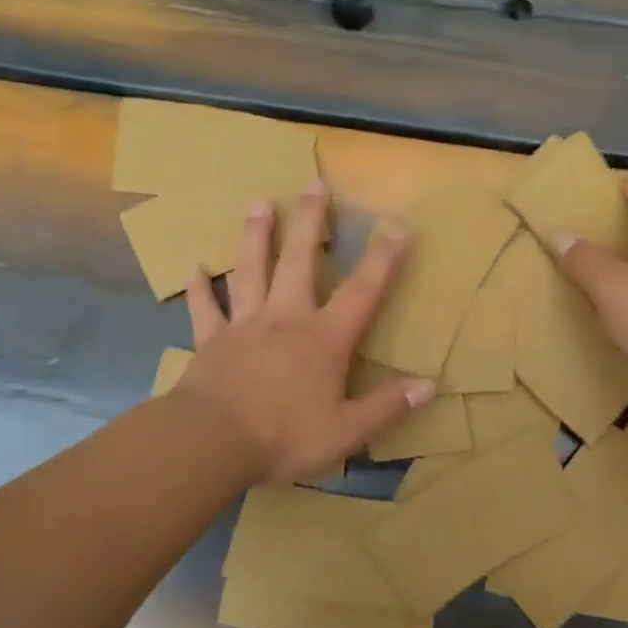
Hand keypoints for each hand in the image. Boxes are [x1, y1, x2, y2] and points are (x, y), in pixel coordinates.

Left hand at [174, 183, 433, 482]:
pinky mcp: (211, 340)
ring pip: (250, 270)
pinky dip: (202, 288)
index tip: (397, 226)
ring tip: (259, 203)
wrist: (211, 442)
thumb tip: (430, 385)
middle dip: (309, 222)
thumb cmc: (283, 436)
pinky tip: (196, 267)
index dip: (383, 259)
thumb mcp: (346, 431)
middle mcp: (285, 320)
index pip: (362, 292)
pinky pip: (205, 308)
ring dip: (255, 236)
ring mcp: (244, 325)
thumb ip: (387, 406)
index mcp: (323, 339)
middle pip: (298, 261)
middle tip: (313, 185)